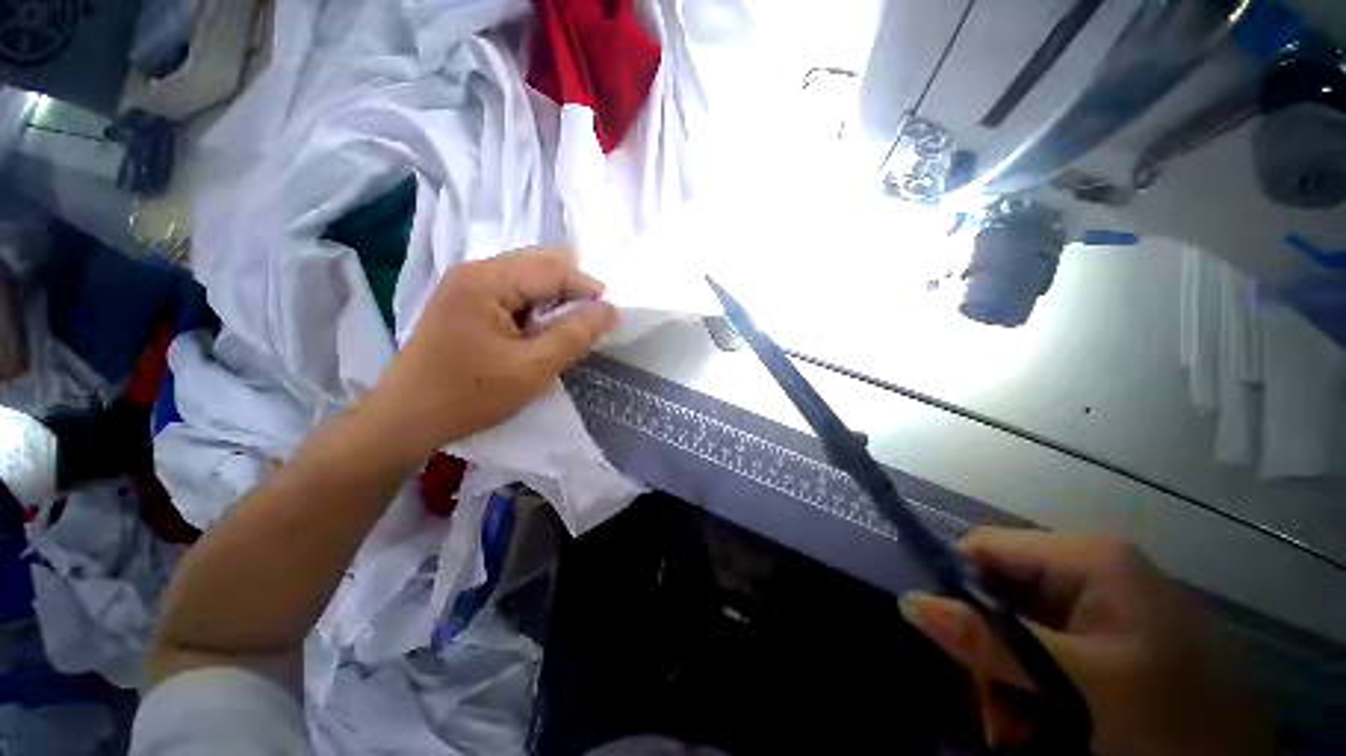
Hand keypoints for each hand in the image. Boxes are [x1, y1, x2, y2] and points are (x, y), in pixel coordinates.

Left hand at [364, 247, 616, 459]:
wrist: (406, 419)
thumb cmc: (470, 395)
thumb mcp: (532, 368)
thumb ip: (575, 335)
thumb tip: (610, 310)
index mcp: (487, 279)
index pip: (554, 268)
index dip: (589, 288)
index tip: (613, 315)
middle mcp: (476, 270)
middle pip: (540, 263)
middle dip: (573, 289)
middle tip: (592, 321)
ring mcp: (467, 284)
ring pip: (529, 277)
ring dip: (555, 298)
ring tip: (570, 328)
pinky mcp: (466, 301)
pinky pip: (514, 292)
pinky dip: (537, 307)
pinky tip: (542, 330)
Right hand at [901, 528, 1275, 755]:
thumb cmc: (1169, 717)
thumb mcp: (1080, 685)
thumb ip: (993, 643)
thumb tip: (910, 602)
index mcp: (1089, 558)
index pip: (986, 547)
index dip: (954, 585)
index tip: (944, 640)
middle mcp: (1090, 570)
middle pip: (1000, 589)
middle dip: (985, 647)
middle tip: (988, 710)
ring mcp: (1101, 604)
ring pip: (1017, 624)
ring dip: (1005, 676)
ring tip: (1011, 729)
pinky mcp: (1107, 636)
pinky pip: (1044, 647)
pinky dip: (1029, 684)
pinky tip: (1035, 724)